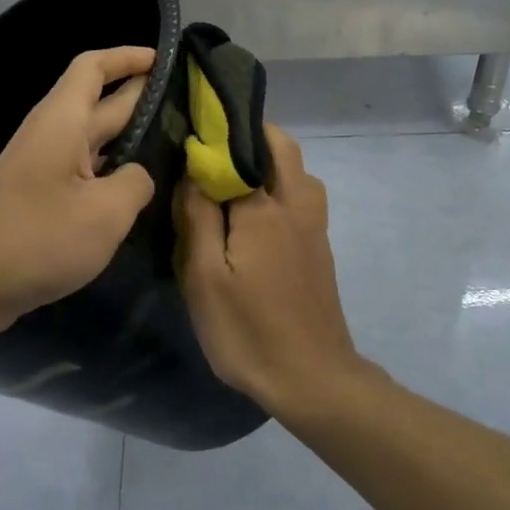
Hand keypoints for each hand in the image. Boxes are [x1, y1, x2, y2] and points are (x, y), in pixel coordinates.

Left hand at [0, 47, 158, 333]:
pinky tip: (140, 188)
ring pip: (96, 139)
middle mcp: (52, 134)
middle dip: (143, 96)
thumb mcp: (105, 213)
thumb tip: (139, 175)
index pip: (94, 67)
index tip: (167, 59)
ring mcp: (44, 167)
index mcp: (63, 121)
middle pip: (101, 101)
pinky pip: (86, 170)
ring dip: (133, 136)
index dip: (129, 56)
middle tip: (190, 104)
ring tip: (177, 143)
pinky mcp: (41, 197)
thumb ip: (136, 183)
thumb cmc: (37, 239)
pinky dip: (115, 169)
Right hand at [174, 124, 372, 418]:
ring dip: (268, 162)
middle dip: (249, 136)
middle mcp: (297, 204)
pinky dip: (278, 186)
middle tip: (211, 152)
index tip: (190, 131)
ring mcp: (314, 225)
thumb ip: (198, 217)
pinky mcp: (319, 247)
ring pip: (296, 171)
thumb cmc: (249, 330)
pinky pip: (300, 196)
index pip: (241, 147)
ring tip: (229, 181)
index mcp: (266, 206)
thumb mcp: (204, 278)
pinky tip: (252, 215)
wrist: (312, 378)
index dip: (215, 134)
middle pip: (281, 147)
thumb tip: (193, 171)